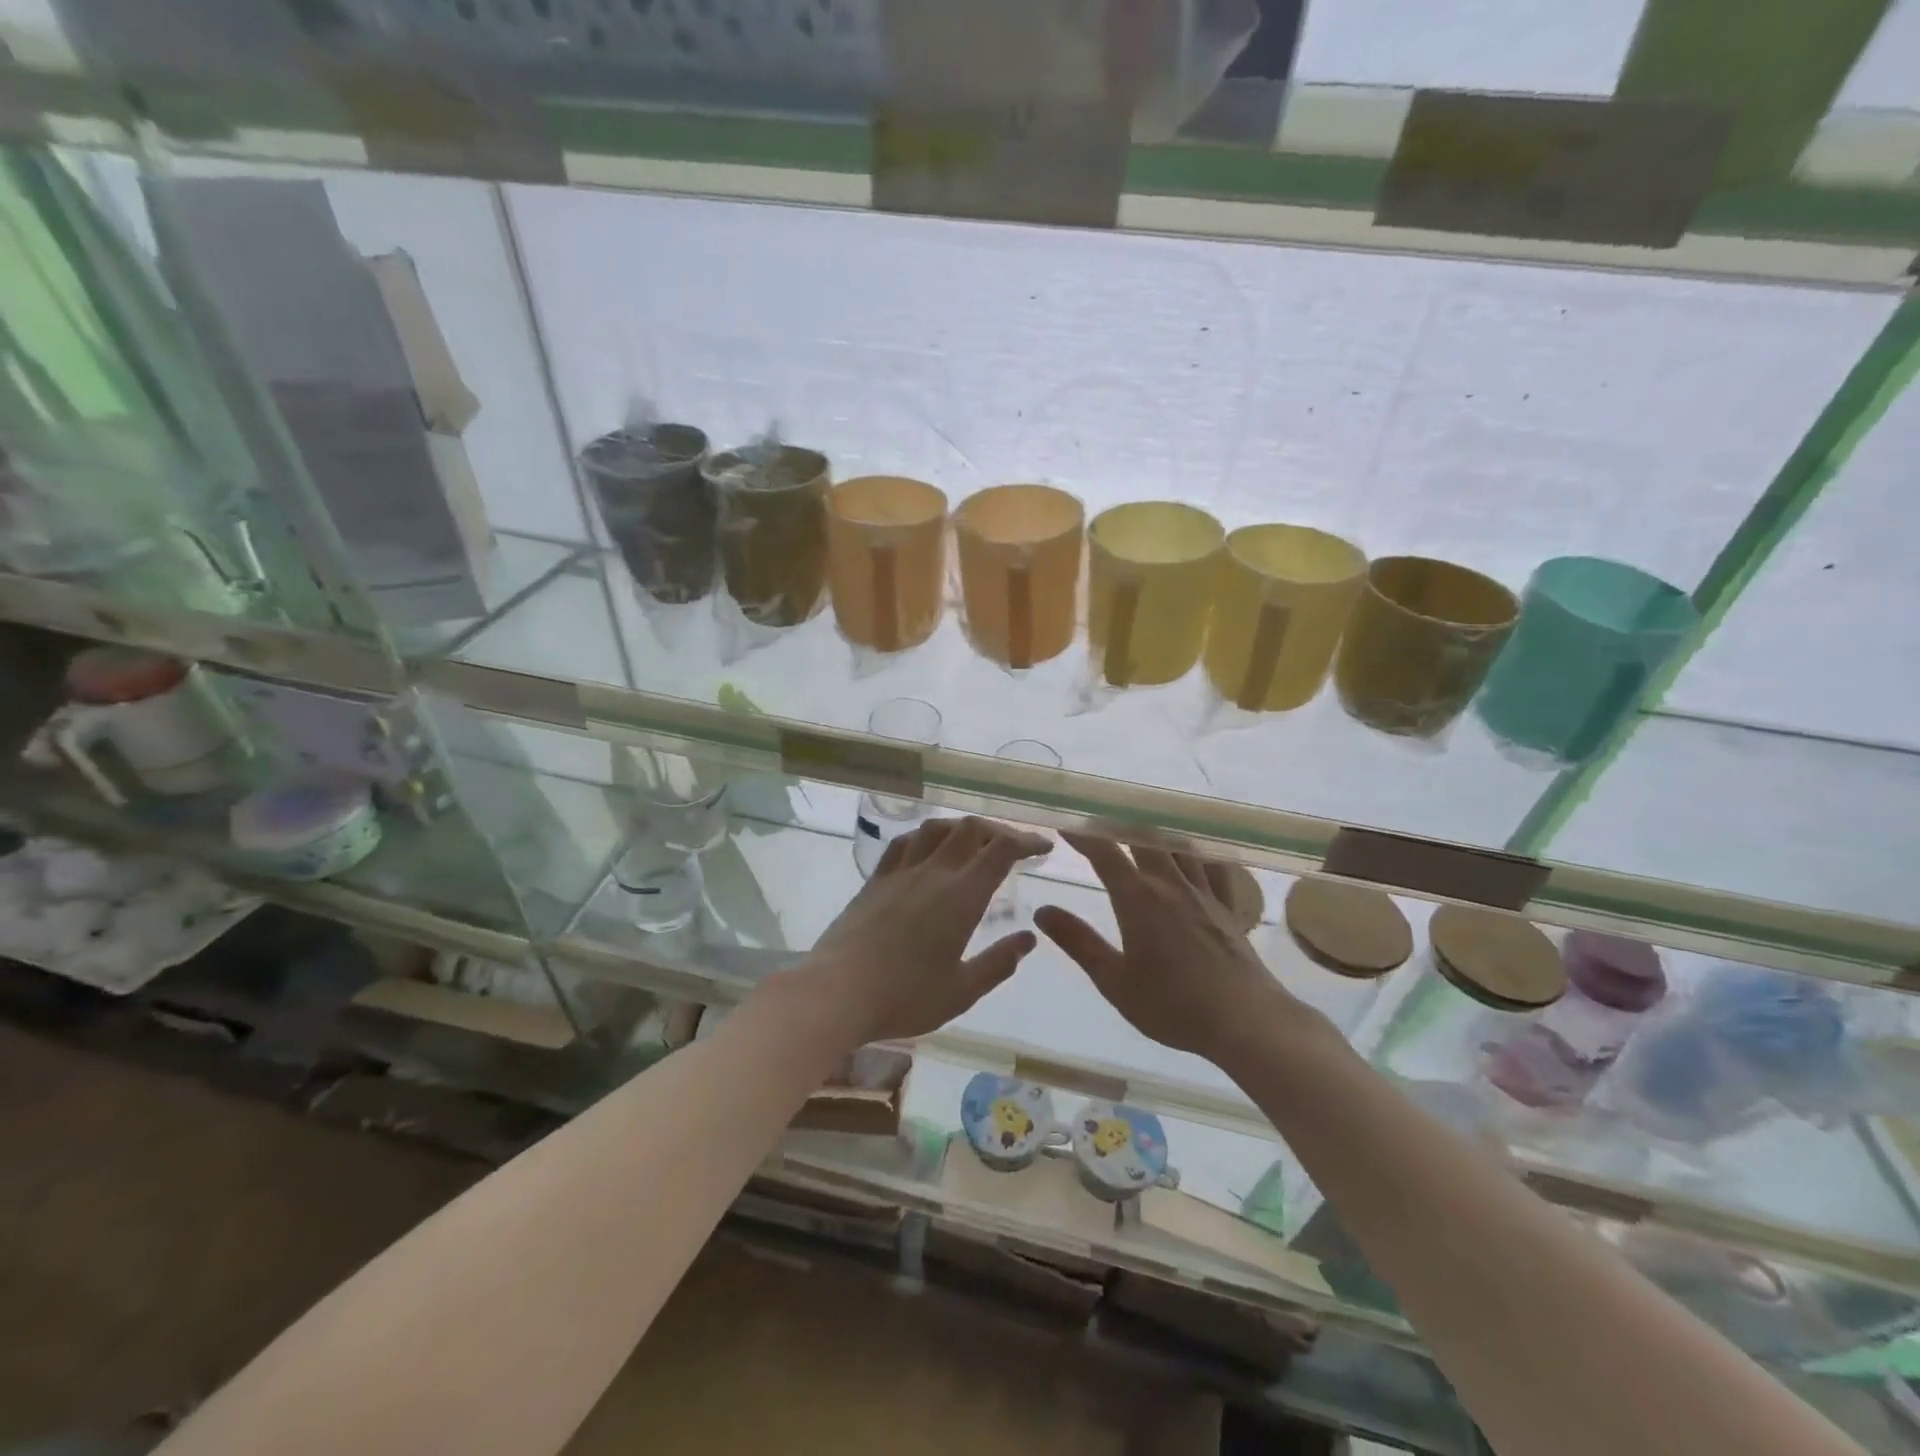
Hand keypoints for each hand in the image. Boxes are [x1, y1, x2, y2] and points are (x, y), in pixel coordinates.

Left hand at [796, 816, 1048, 1045]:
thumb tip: (1028, 938)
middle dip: (999, 830)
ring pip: (936, 829)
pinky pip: (904, 843)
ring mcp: (900, 873)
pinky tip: (927, 849)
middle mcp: (933, 873)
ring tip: (974, 841)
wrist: (835, 992)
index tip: (1043, 845)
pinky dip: (925, 837)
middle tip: (1014, 845)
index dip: (1026, 840)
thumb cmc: (904, 998)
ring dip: (962, 827)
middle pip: (970, 829)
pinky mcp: (875, 881)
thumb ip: (998, 963)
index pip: (1000, 850)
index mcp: (961, 897)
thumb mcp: (961, 991)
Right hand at [1034, 832, 1303, 1062]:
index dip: (1083, 835)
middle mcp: (1170, 884)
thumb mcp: (1114, 981)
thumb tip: (1042, 910)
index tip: (1064, 824)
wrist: (1246, 1020)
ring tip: (1140, 831)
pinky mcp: (1228, 907)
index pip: (1105, 853)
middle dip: (1118, 827)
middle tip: (1099, 826)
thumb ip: (1078, 942)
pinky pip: (1211, 866)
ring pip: (1177, 847)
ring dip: (1155, 834)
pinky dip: (1196, 854)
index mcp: (1138, 898)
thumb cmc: (1173, 1005)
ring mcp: (1203, 892)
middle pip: (1143, 839)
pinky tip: (1192, 856)